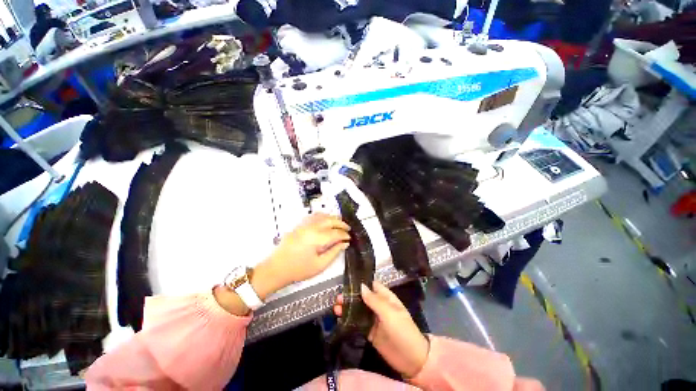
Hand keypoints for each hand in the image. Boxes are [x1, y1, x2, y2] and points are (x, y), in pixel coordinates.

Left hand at [265, 213, 349, 288]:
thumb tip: (344, 244)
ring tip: (339, 223)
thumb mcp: (320, 265)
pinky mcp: (299, 225)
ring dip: (332, 217)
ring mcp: (304, 225)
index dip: (344, 235)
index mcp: (317, 238)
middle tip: (348, 229)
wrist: (276, 268)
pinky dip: (322, 216)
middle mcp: (311, 227)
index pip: (335, 233)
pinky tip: (325, 220)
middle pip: (330, 220)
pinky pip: (313, 216)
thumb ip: (334, 252)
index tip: (349, 238)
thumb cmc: (298, 269)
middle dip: (341, 223)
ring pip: (322, 215)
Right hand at [333, 281, 428, 378]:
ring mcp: (374, 319)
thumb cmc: (402, 331)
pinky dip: (349, 320)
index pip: (372, 286)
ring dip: (348, 308)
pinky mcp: (370, 332)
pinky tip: (340, 319)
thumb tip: (361, 286)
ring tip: (336, 307)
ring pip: (358, 310)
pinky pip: (358, 323)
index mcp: (386, 298)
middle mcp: (378, 306)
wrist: (411, 360)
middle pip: (362, 298)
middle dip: (350, 296)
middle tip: (338, 298)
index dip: (361, 283)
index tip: (347, 282)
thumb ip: (374, 300)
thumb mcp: (389, 313)